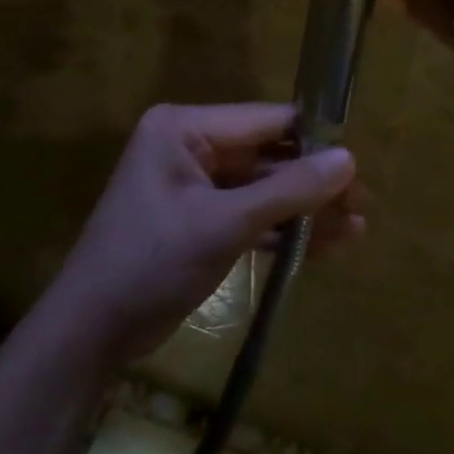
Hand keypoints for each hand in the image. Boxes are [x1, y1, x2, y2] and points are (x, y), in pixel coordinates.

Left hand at [49, 103, 364, 365]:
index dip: (311, 137)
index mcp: (184, 128)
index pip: (262, 120)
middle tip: (363, 203)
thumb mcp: (223, 225)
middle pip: (265, 155)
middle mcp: (189, 146)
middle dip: (312, 181)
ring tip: (356, 228)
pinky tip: (324, 245)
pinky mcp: (197, 219)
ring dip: (303, 209)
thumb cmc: (151, 263)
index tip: (357, 159)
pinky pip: (247, 214)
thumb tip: (349, 159)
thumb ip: (287, 191)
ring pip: (260, 188)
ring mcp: (192, 184)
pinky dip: (280, 230)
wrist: (91, 333)